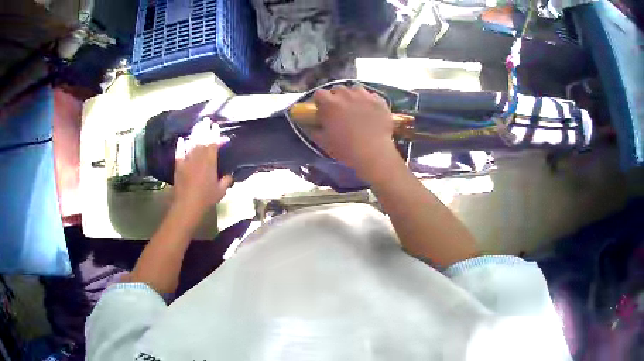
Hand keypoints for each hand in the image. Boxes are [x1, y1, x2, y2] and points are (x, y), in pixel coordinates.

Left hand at [172, 118, 232, 223]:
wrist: (187, 205)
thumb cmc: (206, 198)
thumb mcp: (220, 191)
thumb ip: (226, 181)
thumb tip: (229, 174)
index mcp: (210, 162)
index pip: (213, 144)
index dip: (215, 134)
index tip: (216, 126)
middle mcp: (198, 158)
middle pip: (202, 140)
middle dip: (204, 129)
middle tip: (206, 120)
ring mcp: (187, 160)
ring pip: (191, 143)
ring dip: (195, 133)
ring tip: (197, 125)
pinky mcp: (178, 166)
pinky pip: (179, 152)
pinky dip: (180, 145)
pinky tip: (181, 139)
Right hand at [311, 84, 400, 180]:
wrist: (373, 152)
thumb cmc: (345, 149)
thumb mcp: (324, 142)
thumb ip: (314, 130)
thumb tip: (308, 125)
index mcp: (329, 104)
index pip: (319, 93)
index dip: (320, 101)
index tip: (322, 109)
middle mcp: (346, 94)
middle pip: (338, 89)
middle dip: (337, 96)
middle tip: (340, 110)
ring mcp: (364, 95)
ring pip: (356, 88)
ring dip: (353, 95)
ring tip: (356, 107)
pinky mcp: (379, 100)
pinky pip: (372, 96)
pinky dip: (369, 101)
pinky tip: (371, 112)